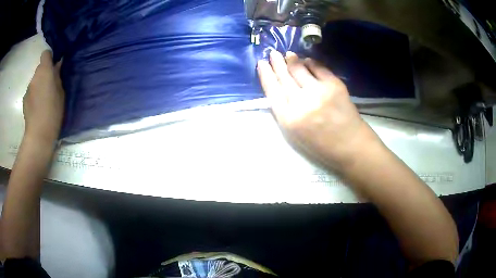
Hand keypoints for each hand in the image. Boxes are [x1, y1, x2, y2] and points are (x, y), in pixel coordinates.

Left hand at [23, 50, 63, 143]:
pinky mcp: (24, 101)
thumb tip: (57, 66)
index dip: (50, 58)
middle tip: (51, 86)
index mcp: (44, 71)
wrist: (38, 135)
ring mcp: (28, 89)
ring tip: (44, 100)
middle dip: (45, 74)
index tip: (54, 66)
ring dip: (39, 85)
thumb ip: (58, 77)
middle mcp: (34, 77)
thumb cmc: (52, 112)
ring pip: (35, 81)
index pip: (45, 54)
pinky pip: (31, 93)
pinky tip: (38, 108)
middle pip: (40, 69)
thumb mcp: (61, 93)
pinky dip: (34, 96)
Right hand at [257, 51, 381, 170]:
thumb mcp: (295, 134)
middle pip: (284, 77)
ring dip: (292, 59)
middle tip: (273, 53)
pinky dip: (311, 62)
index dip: (266, 74)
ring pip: (299, 69)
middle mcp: (301, 102)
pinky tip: (307, 60)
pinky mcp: (334, 85)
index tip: (261, 63)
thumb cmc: (321, 145)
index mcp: (288, 119)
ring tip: (288, 54)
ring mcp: (319, 91)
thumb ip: (284, 111)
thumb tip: (280, 87)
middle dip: (276, 63)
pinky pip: (319, 67)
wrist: (350, 145)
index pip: (272, 90)